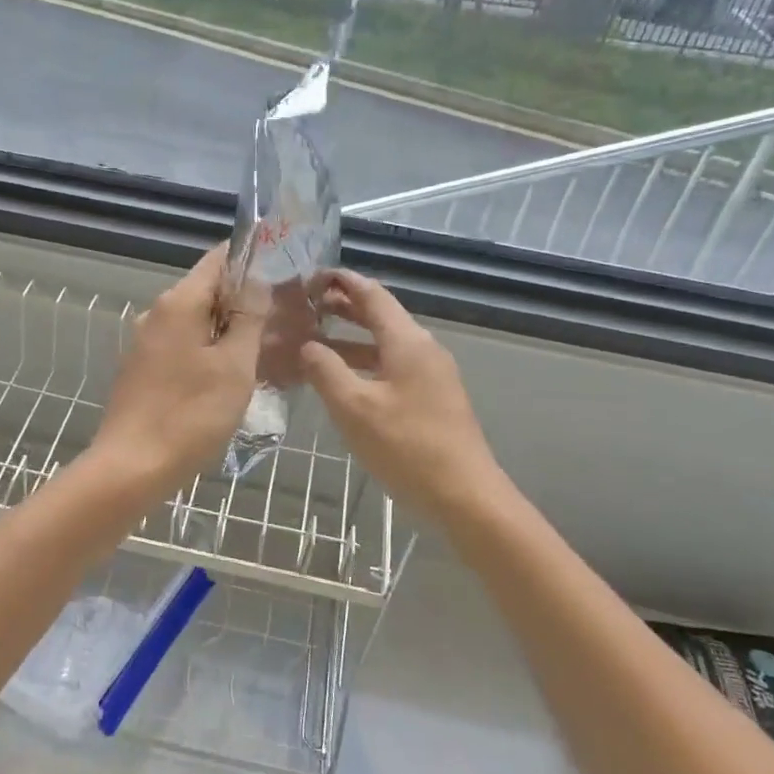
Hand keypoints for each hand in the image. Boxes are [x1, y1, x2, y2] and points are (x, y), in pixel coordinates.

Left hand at [90, 244, 265, 499]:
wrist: (131, 467)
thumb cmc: (190, 414)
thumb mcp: (234, 366)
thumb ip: (248, 318)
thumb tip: (257, 281)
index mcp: (179, 303)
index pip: (219, 259)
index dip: (252, 258)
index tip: (283, 269)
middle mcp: (157, 312)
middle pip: (207, 290)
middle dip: (244, 298)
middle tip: (284, 316)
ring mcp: (145, 341)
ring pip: (195, 321)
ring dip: (227, 328)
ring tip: (264, 347)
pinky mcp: (141, 367)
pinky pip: (182, 345)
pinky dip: (207, 349)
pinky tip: (229, 374)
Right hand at [299, 269, 500, 517]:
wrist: (466, 496)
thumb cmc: (407, 447)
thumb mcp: (354, 408)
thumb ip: (326, 370)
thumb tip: (307, 345)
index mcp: (407, 341)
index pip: (372, 294)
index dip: (342, 281)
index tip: (312, 277)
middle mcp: (423, 348)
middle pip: (381, 316)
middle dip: (344, 307)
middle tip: (308, 306)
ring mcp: (432, 374)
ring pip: (386, 343)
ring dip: (352, 338)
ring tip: (317, 340)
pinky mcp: (433, 398)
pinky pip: (393, 366)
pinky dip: (366, 362)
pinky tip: (344, 379)